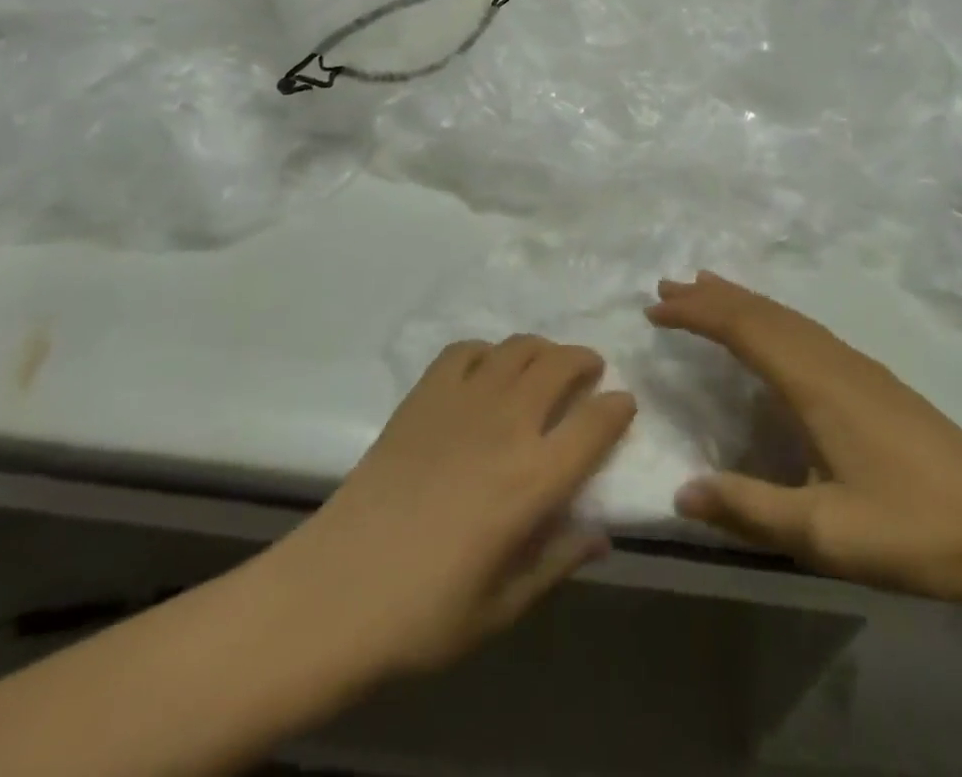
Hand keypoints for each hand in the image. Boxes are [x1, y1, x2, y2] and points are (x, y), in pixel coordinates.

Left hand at [266, 337, 635, 682]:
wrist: (337, 589)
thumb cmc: (424, 614)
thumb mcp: (503, 607)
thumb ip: (557, 563)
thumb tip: (600, 535)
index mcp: (534, 479)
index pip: (596, 424)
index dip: (619, 408)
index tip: (625, 405)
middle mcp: (507, 425)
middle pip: (560, 365)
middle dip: (584, 361)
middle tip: (590, 372)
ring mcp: (463, 401)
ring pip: (517, 348)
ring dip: (542, 348)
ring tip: (545, 364)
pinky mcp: (424, 394)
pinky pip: (465, 350)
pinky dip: (487, 351)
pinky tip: (486, 370)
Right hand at [648, 272, 961, 614]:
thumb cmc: (916, 529)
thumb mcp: (825, 533)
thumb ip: (749, 509)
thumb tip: (680, 492)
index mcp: (814, 382)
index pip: (742, 329)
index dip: (696, 314)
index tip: (654, 308)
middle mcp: (831, 359)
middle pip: (762, 311)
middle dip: (711, 296)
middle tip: (666, 285)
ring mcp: (857, 366)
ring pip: (786, 316)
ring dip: (741, 300)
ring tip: (706, 288)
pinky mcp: (874, 380)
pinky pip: (805, 328)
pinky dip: (771, 316)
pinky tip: (772, 332)